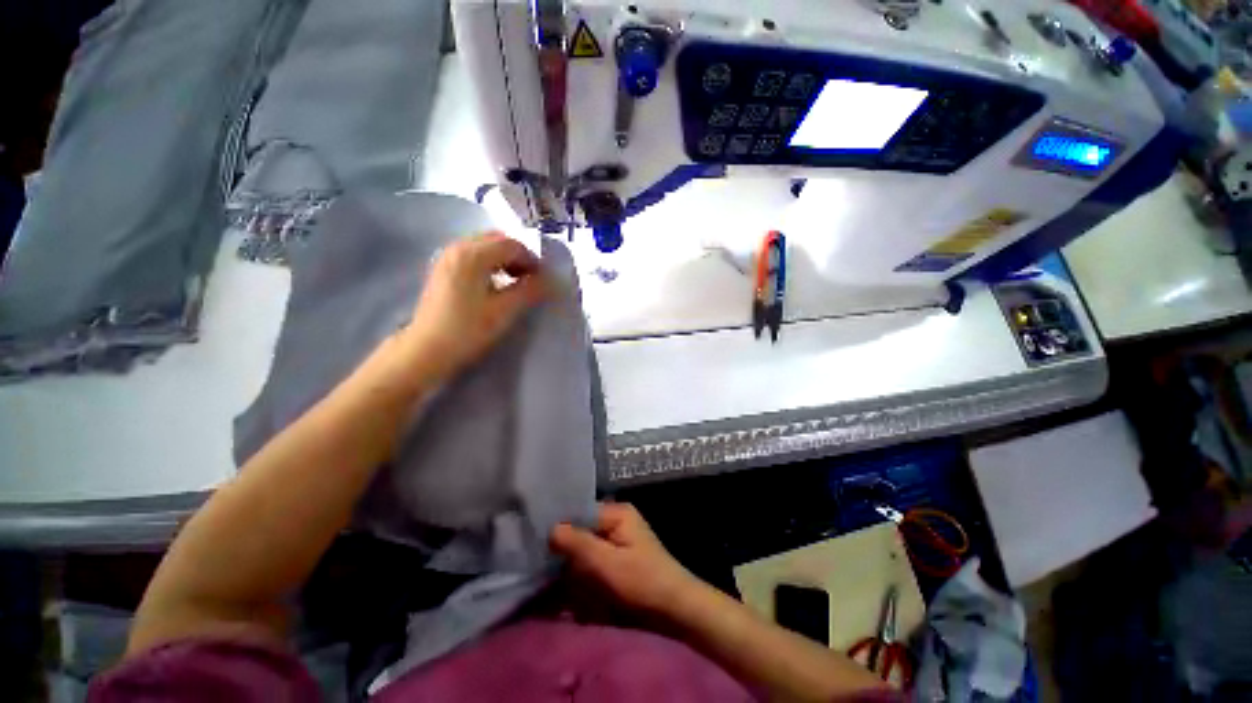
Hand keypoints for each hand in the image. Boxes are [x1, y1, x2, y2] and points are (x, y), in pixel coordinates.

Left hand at [399, 232, 550, 380]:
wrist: (426, 350)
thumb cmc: (467, 330)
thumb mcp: (504, 311)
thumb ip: (529, 290)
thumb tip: (550, 280)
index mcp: (473, 255)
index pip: (512, 245)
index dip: (532, 261)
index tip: (543, 280)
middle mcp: (458, 247)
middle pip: (497, 240)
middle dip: (518, 256)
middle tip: (530, 279)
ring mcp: (447, 256)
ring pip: (484, 246)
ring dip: (504, 259)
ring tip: (515, 282)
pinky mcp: (442, 268)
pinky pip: (473, 254)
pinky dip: (490, 263)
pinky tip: (495, 284)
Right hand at [551, 503, 704, 615]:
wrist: (674, 609)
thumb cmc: (643, 581)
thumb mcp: (607, 563)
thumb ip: (578, 544)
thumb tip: (551, 528)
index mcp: (616, 513)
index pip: (580, 512)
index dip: (559, 528)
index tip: (536, 544)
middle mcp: (615, 522)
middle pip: (580, 531)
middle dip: (562, 551)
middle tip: (540, 567)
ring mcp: (616, 541)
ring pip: (583, 549)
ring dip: (570, 566)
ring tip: (548, 581)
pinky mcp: (616, 560)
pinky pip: (591, 562)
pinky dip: (580, 574)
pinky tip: (564, 588)